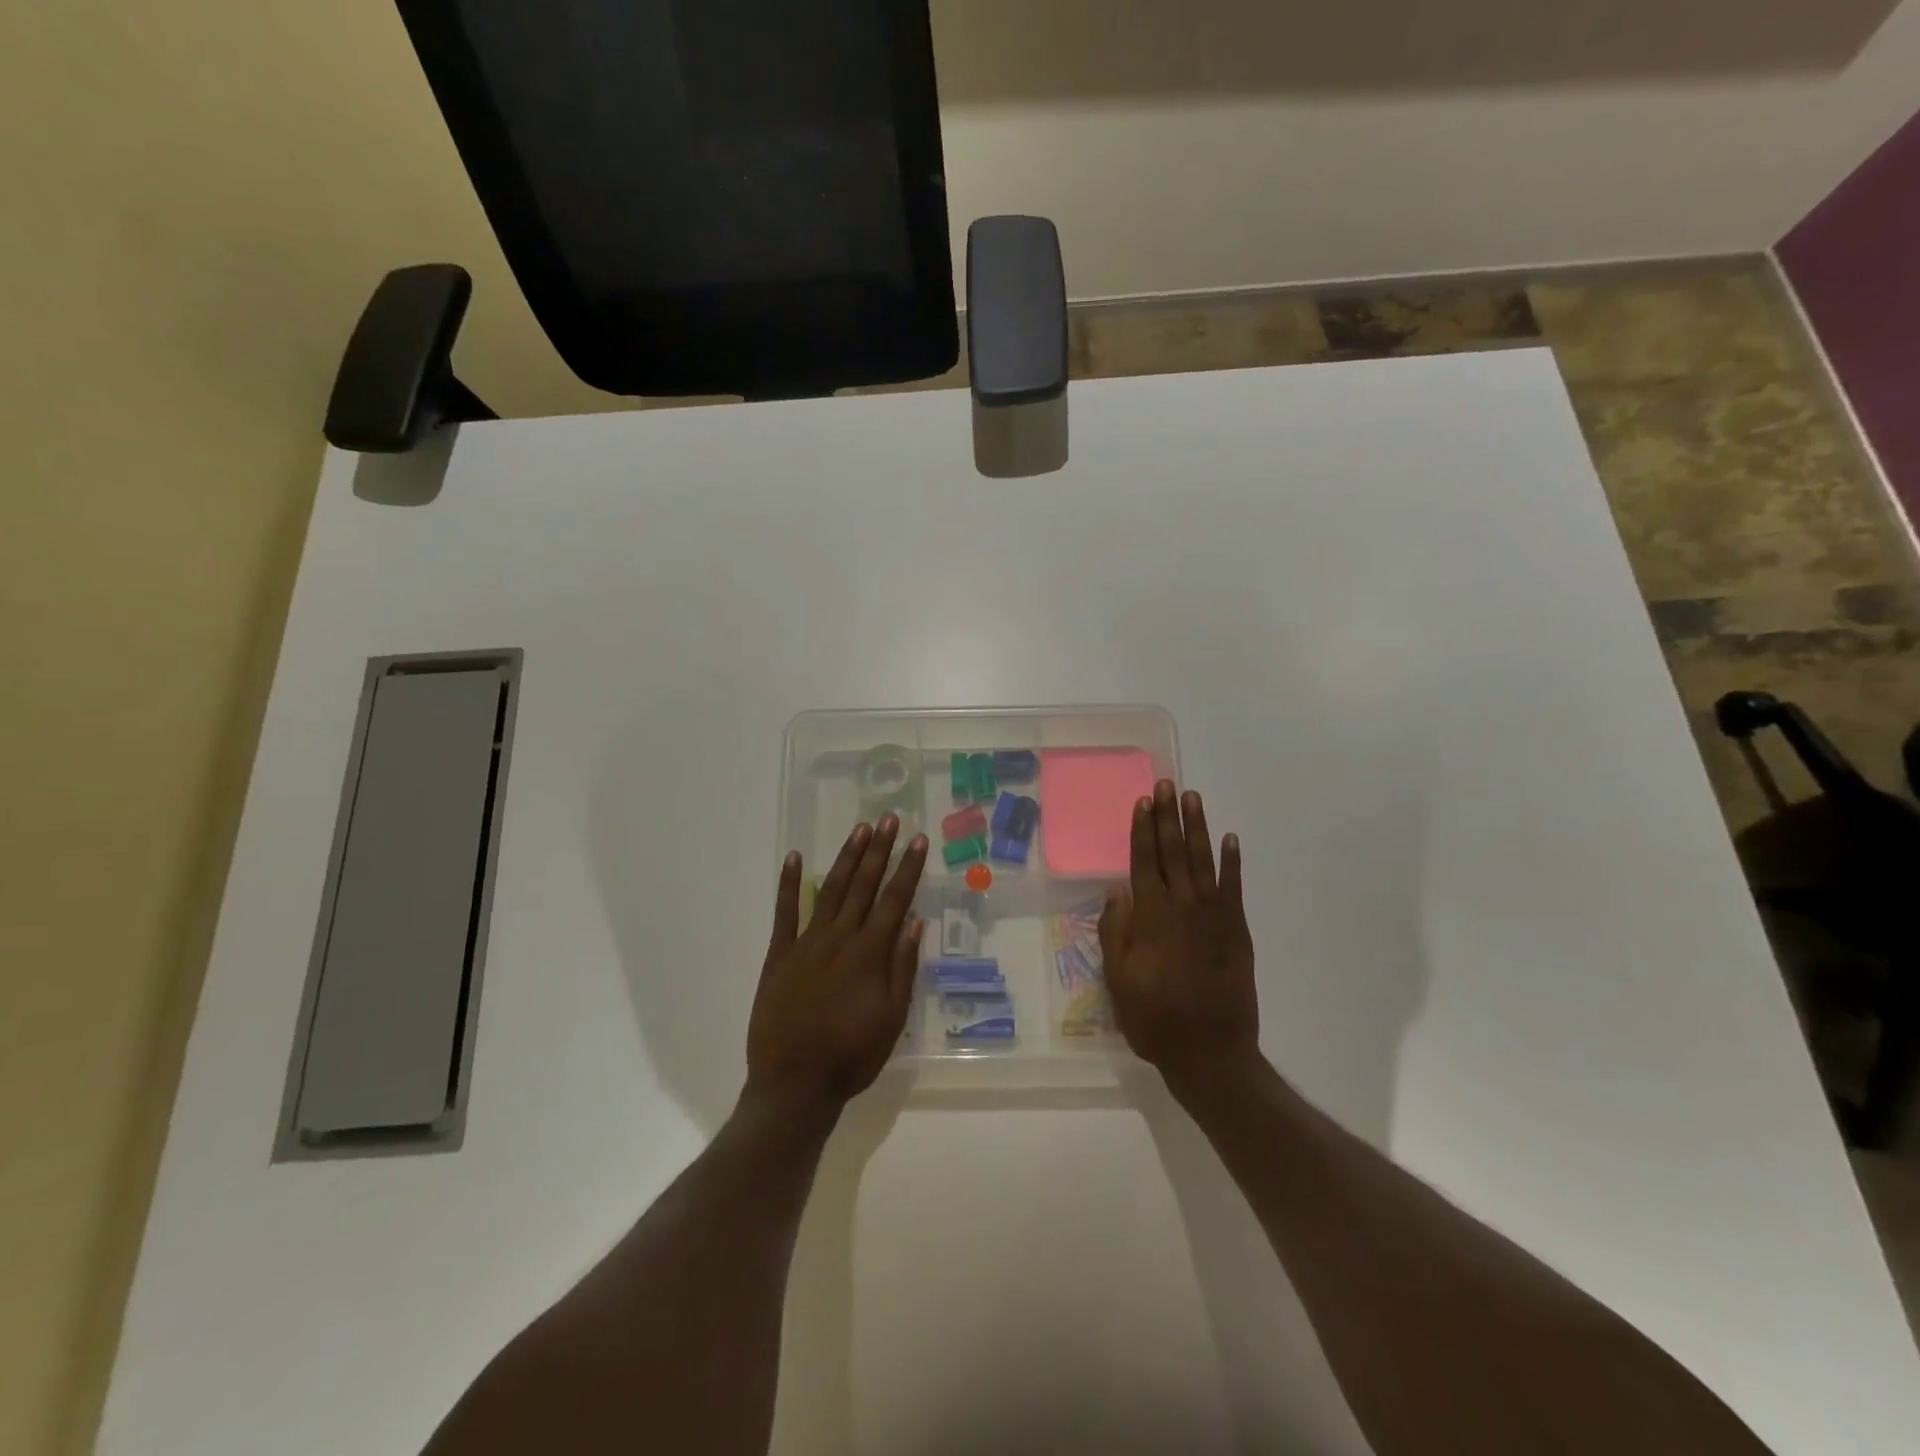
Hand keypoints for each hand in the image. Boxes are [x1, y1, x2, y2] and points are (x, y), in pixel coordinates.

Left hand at [746, 814, 927, 1115]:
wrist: (794, 1084)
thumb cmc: (851, 1055)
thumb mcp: (892, 1019)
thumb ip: (903, 968)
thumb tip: (914, 923)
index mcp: (870, 954)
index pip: (895, 900)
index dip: (908, 868)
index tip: (918, 839)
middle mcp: (840, 939)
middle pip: (863, 886)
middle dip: (878, 850)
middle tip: (888, 819)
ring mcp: (806, 943)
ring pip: (830, 891)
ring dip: (846, 858)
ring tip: (859, 830)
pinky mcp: (779, 955)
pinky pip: (785, 913)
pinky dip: (790, 884)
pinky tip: (794, 858)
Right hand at [1099, 782, 1260, 1086]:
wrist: (1211, 1052)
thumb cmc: (1154, 1018)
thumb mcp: (1118, 980)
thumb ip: (1116, 932)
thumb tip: (1116, 891)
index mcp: (1151, 917)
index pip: (1144, 861)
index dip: (1142, 830)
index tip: (1143, 801)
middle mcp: (1182, 906)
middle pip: (1173, 852)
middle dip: (1168, 816)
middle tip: (1167, 784)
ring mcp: (1214, 916)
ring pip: (1203, 861)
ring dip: (1197, 828)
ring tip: (1193, 798)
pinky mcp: (1237, 930)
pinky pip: (1234, 887)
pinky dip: (1232, 862)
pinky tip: (1229, 839)